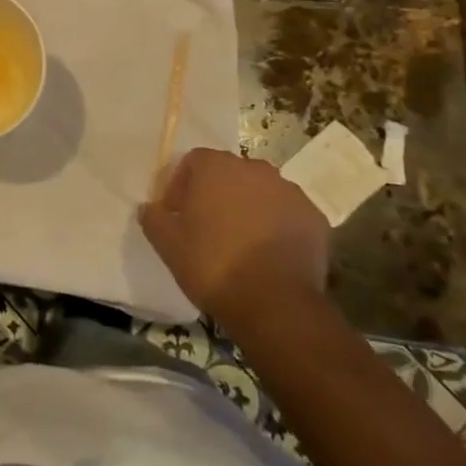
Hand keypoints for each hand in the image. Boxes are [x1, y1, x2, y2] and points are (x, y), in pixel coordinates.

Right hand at [140, 148, 329, 326]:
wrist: (275, 304)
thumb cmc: (213, 265)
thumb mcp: (167, 244)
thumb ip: (154, 218)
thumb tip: (150, 208)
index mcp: (217, 167)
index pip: (193, 162)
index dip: (181, 186)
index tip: (177, 214)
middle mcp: (255, 168)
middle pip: (229, 174)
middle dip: (217, 195)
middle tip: (208, 228)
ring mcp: (290, 191)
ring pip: (261, 193)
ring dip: (249, 209)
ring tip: (241, 244)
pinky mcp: (315, 217)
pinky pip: (288, 214)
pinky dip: (278, 227)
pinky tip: (269, 256)